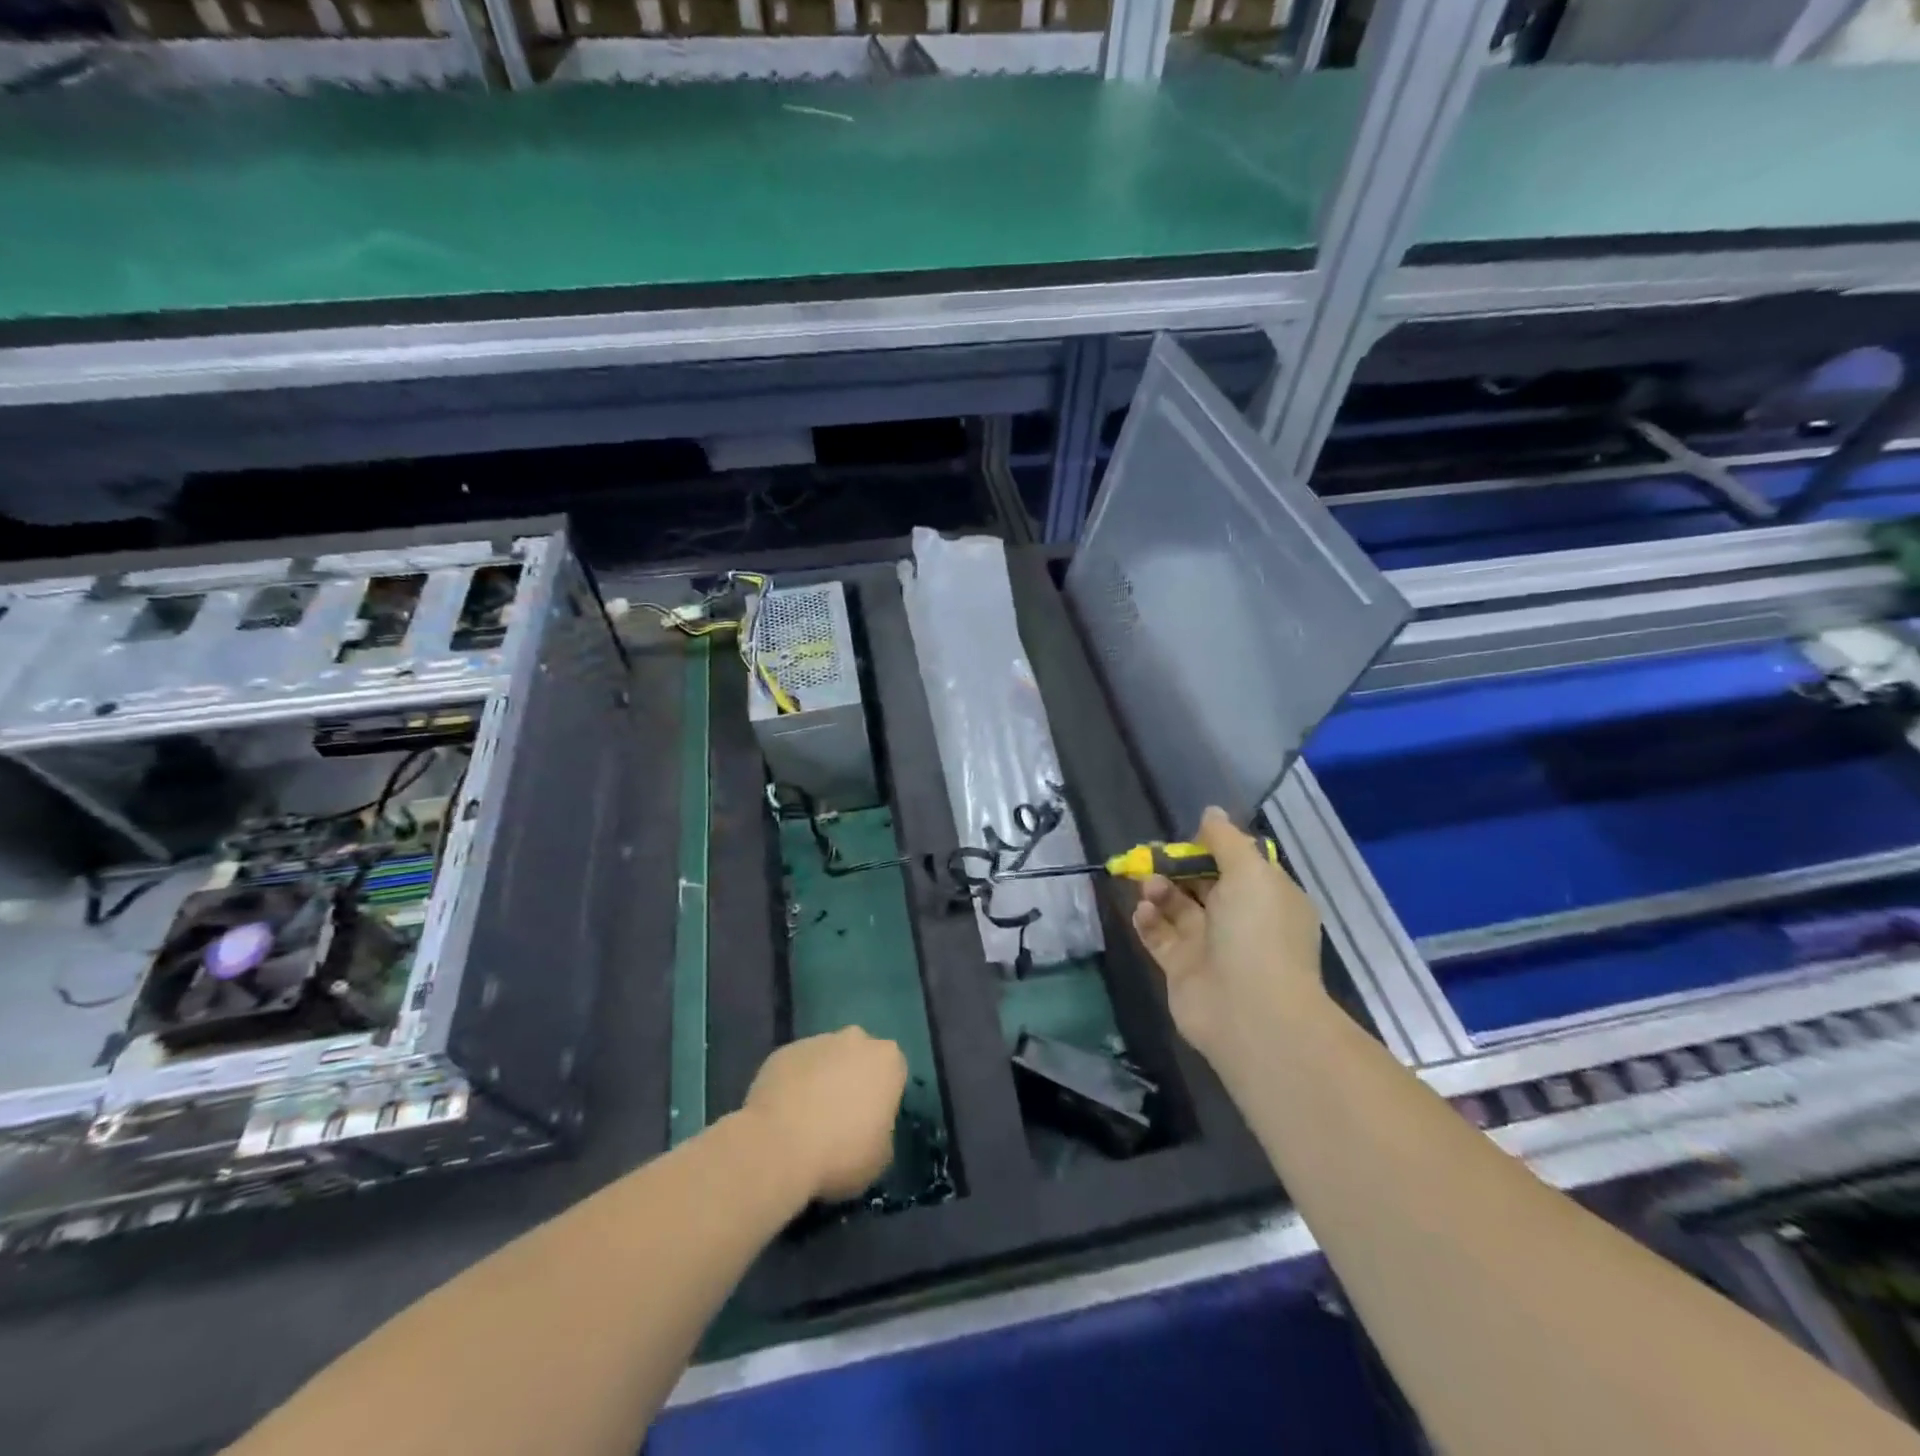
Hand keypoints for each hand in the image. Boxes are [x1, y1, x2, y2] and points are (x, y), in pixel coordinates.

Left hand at [743, 1027, 907, 1203]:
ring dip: (821, 1081)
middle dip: (852, 1080)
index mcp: (887, 1059)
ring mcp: (816, 1041)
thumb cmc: (841, 1153)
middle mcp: (855, 1039)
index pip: (894, 1073)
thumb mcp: (880, 1157)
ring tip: (806, 1121)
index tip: (871, 1123)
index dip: (883, 1098)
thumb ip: (882, 1132)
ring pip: (826, 1059)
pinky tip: (783, 1117)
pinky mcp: (783, 1052)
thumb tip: (869, 1129)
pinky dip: (793, 1086)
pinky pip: (795, 1068)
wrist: (778, 1147)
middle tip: (840, 1119)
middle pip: (859, 1057)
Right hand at [1131, 807, 1325, 1068]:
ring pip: (1178, 908)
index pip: (1238, 864)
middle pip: (1203, 884)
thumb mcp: (1250, 872)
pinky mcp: (1182, 969)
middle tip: (1152, 856)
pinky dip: (1149, 921)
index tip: (1188, 838)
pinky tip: (1142, 911)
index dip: (1211, 848)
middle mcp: (1241, 921)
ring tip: (1149, 886)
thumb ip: (1226, 840)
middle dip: (1177, 867)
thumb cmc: (1257, 933)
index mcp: (1268, 897)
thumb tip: (1210, 812)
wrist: (1250, 1013)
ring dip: (1160, 891)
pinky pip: (1160, 937)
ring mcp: (1211, 947)